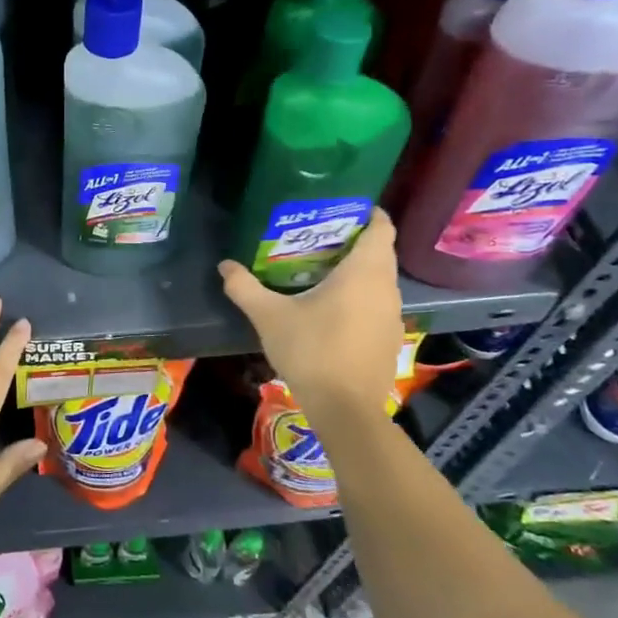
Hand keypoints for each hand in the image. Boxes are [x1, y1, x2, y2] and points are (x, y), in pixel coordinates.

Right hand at [218, 209, 403, 433]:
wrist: (345, 410)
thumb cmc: (311, 350)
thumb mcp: (269, 316)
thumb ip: (245, 287)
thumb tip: (224, 266)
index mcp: (364, 273)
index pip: (382, 228)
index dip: (368, 214)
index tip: (344, 207)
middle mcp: (386, 289)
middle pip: (380, 253)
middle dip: (356, 241)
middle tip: (320, 237)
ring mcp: (393, 317)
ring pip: (380, 281)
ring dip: (359, 272)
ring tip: (323, 270)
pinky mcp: (390, 340)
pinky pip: (378, 305)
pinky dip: (362, 298)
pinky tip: (334, 310)